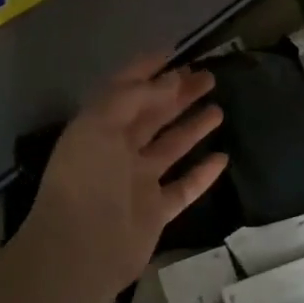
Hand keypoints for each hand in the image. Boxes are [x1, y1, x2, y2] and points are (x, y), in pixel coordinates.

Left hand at [25, 53, 228, 294]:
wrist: (80, 250)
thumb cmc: (87, 180)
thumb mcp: (101, 125)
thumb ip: (134, 98)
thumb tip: (170, 81)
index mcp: (99, 128)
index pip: (125, 91)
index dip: (146, 70)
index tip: (174, 52)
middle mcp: (118, 152)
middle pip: (153, 116)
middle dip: (177, 94)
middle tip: (208, 77)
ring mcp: (138, 183)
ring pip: (171, 148)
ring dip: (192, 128)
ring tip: (218, 109)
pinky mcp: (156, 211)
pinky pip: (184, 187)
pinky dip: (202, 173)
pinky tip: (222, 158)